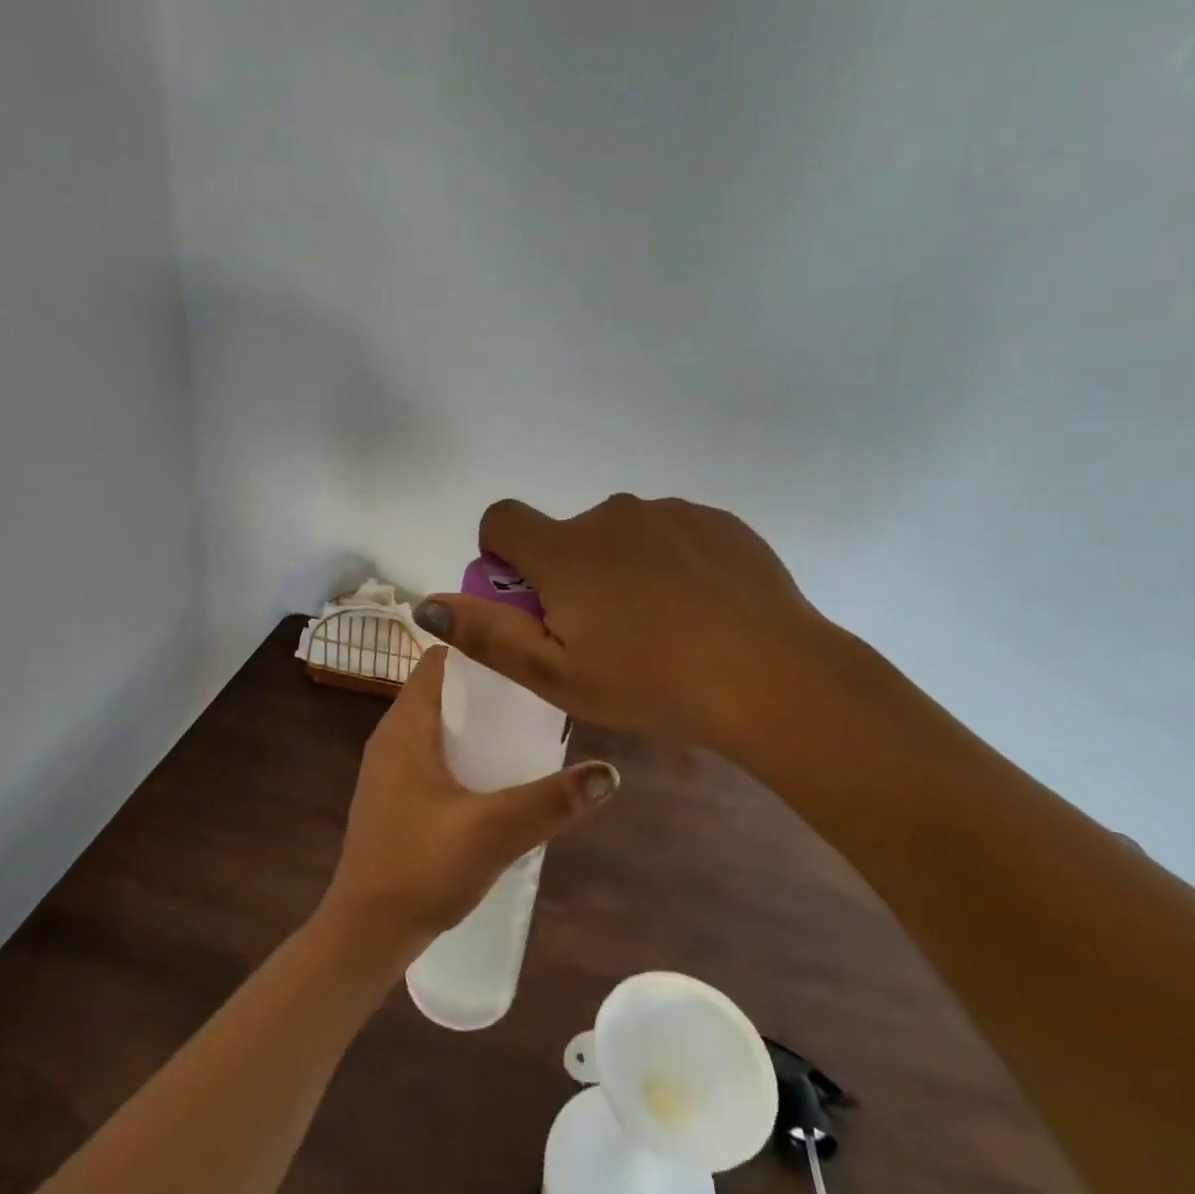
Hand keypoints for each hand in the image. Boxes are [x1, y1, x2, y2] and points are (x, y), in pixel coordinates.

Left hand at [318, 646, 617, 959]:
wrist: (364, 934)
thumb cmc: (420, 869)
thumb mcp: (493, 832)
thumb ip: (550, 801)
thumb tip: (608, 773)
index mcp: (405, 727)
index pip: (439, 660)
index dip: (479, 647)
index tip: (525, 651)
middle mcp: (392, 737)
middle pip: (443, 690)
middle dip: (489, 688)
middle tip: (539, 693)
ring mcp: (390, 768)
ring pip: (439, 724)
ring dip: (478, 723)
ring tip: (528, 729)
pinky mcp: (395, 795)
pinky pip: (434, 753)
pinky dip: (465, 751)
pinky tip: (499, 776)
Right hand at [415, 495, 855, 757]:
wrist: (768, 673)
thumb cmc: (648, 681)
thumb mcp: (557, 675)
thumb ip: (487, 635)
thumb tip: (426, 603)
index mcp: (564, 549)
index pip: (502, 519)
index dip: (501, 555)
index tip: (530, 599)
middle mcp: (611, 515)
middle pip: (567, 535)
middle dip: (570, 573)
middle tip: (604, 634)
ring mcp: (668, 512)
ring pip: (623, 536)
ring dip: (623, 568)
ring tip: (661, 627)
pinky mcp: (716, 520)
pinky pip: (673, 534)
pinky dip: (672, 562)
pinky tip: (701, 609)